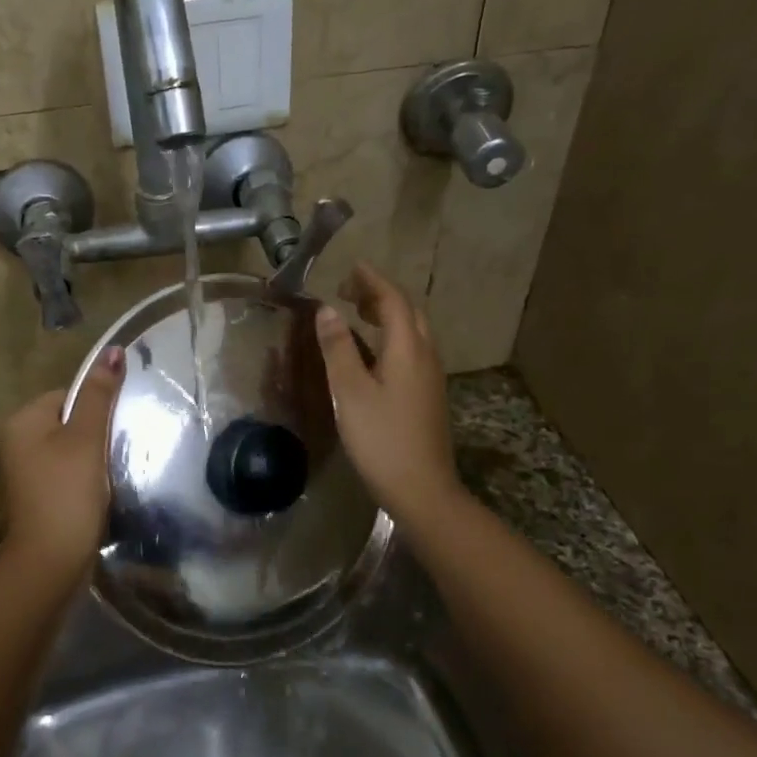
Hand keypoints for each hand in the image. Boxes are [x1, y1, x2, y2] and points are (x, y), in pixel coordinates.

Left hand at [0, 346, 125, 583]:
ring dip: (93, 458)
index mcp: (22, 421)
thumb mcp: (86, 438)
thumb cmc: (67, 493)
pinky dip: (85, 479)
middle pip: (69, 421)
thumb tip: (113, 350)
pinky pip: (66, 473)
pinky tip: (100, 493)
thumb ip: (99, 395)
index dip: (96, 408)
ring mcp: (25, 472)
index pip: (67, 394)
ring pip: (70, 449)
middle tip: (117, 451)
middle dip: (95, 434)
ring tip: (111, 474)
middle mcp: (16, 442)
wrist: (50, 562)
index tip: (115, 429)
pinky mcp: (37, 496)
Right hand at [314, 263, 459, 523]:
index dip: (372, 280)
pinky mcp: (427, 396)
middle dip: (381, 295)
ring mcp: (430, 377)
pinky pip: (411, 351)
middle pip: (408, 312)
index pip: (392, 300)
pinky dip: (391, 337)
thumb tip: (326, 310)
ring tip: (357, 314)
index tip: (351, 267)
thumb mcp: (350, 392)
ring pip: (413, 332)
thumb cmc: (381, 439)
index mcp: (408, 349)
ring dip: (387, 315)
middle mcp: (425, 356)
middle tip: (350, 291)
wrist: (423, 489)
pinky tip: (371, 353)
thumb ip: (338, 348)